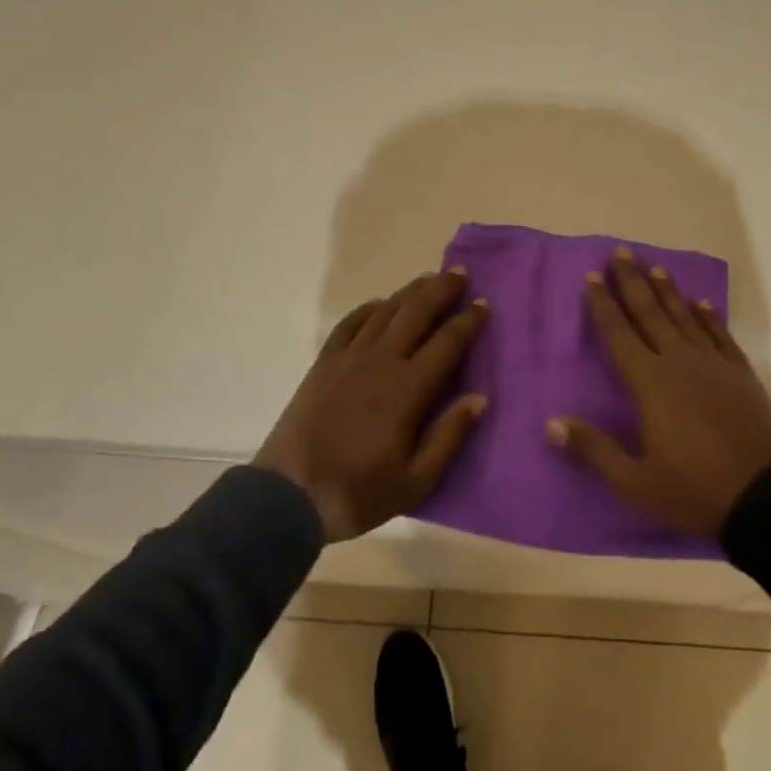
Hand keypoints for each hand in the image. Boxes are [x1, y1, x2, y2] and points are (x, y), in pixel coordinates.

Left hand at [255, 269, 488, 540]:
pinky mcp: (324, 363)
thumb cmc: (358, 491)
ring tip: (428, 278)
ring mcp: (349, 358)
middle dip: (441, 290)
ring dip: (410, 292)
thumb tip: (479, 398)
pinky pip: (350, 324)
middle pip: (416, 312)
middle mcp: (381, 361)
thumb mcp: (415, 481)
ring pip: (385, 311)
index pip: (447, 342)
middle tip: (460, 273)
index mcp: (408, 388)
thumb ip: (449, 436)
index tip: (484, 303)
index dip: (468, 320)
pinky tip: (379, 304)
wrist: (287, 496)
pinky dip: (368, 308)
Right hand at [549, 248, 770, 539]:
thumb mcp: (636, 482)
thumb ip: (594, 449)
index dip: (603, 304)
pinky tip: (702, 303)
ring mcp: (714, 365)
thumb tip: (551, 424)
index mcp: (650, 383)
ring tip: (655, 267)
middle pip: (650, 313)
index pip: (619, 334)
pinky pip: (720, 336)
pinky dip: (709, 317)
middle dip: (632, 282)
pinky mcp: (741, 374)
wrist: (767, 498)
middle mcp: (679, 362)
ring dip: (668, 292)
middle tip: (621, 252)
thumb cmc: (694, 490)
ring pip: (685, 317)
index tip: (592, 276)